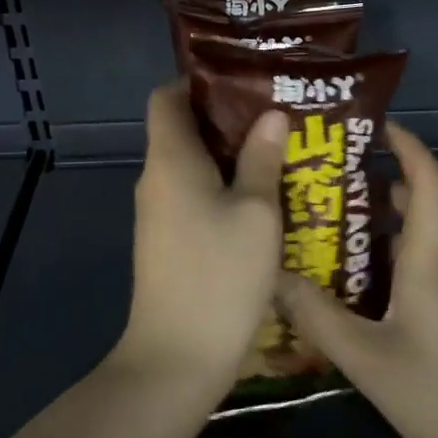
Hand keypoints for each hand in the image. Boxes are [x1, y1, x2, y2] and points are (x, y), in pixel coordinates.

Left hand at [112, 81, 288, 390]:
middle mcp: (156, 180)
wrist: (178, 357)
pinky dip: (224, 187)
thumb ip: (262, 159)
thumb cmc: (220, 275)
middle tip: (278, 114)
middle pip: (183, 129)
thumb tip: (270, 115)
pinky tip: (264, 198)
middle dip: (228, 117)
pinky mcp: (168, 242)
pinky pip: (194, 196)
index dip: (199, 81)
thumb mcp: (256, 213)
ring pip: (193, 166)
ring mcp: (159, 214)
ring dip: (232, 155)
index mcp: (171, 160)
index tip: (244, 80)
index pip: (167, 97)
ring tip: (280, 150)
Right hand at [277, 123, 437, 437]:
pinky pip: (415, 268)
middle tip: (324, 177)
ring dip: (376, 223)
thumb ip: (317, 317)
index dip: (407, 146)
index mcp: (431, 260)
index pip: (429, 182)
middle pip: (418, 204)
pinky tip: (348, 283)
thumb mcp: (368, 360)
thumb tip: (269, 275)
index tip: (373, 125)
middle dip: (377, 180)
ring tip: (324, 224)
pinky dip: (384, 259)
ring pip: (414, 239)